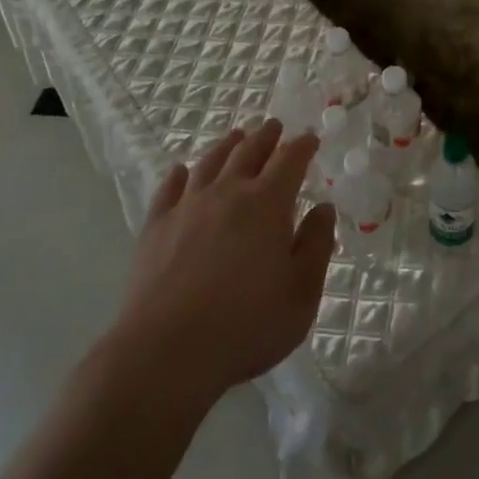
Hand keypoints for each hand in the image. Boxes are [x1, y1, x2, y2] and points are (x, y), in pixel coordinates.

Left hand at [109, 120, 334, 406]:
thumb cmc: (246, 326)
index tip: (310, 138)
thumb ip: (316, 246)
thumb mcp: (301, 293)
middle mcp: (228, 193)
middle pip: (249, 152)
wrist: (166, 352)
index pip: (290, 160)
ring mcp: (187, 207)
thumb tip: (323, 209)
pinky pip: (168, 189)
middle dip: (265, 136)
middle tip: (274, 126)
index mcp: (268, 204)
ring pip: (210, 163)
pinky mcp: (155, 227)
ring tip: (236, 137)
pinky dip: (178, 175)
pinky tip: (180, 171)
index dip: (302, 146)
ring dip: (227, 146)